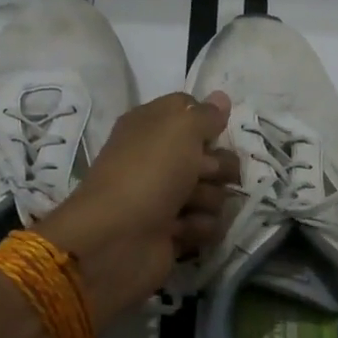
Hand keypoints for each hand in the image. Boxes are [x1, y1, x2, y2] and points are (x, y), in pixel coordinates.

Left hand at [39, 90, 235, 323]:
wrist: (116, 239)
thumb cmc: (148, 172)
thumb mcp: (180, 128)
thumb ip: (206, 114)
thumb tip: (221, 98)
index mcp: (152, 126)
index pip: (191, 110)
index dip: (208, 120)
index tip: (217, 130)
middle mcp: (159, 159)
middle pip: (212, 155)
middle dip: (217, 166)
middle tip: (202, 174)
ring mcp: (167, 197)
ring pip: (215, 192)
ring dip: (207, 200)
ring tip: (186, 207)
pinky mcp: (174, 232)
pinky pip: (207, 225)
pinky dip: (198, 228)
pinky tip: (180, 231)